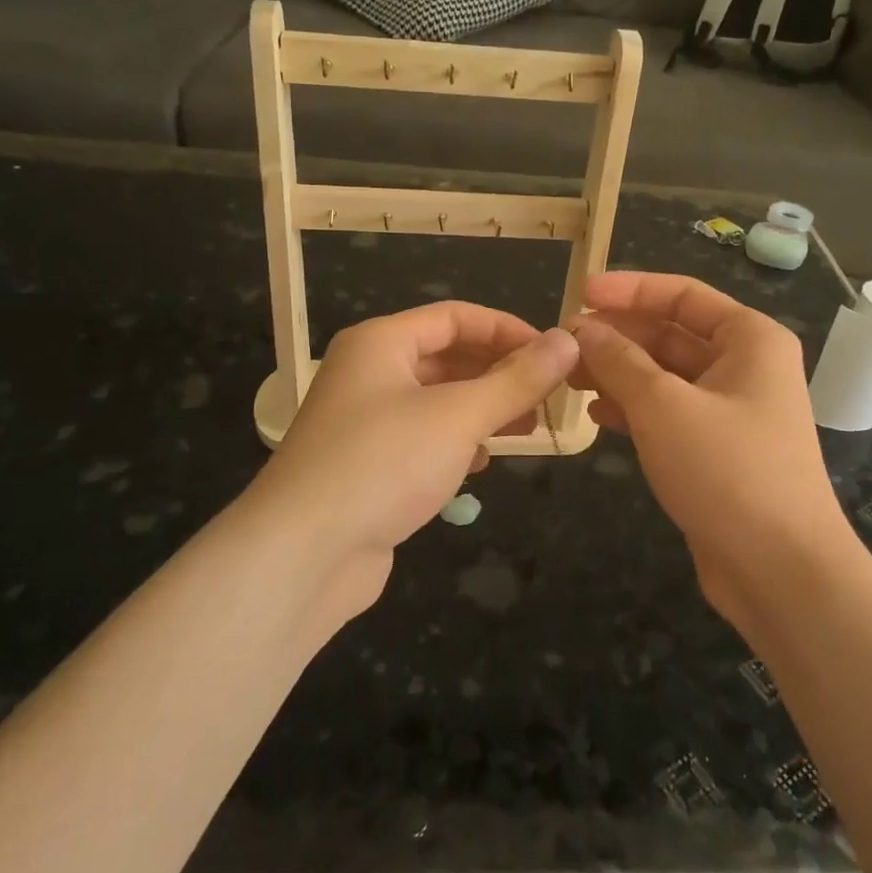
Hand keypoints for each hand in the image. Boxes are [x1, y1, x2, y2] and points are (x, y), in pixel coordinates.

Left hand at [241, 302, 578, 619]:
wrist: (303, 555)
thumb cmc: (383, 464)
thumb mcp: (459, 416)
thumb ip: (516, 380)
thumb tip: (568, 341)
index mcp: (381, 343)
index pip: (456, 317)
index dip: (508, 330)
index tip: (554, 355)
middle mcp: (370, 373)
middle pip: (447, 357)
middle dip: (500, 373)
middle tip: (549, 396)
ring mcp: (366, 422)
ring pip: (438, 401)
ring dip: (484, 409)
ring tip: (528, 427)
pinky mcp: (369, 465)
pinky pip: (424, 438)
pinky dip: (458, 442)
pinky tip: (482, 463)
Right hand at [566, 272, 850, 626]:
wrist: (781, 570)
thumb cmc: (728, 470)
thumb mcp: (664, 406)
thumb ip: (619, 361)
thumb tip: (581, 329)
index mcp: (749, 340)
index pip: (682, 295)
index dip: (629, 290)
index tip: (580, 293)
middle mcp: (744, 367)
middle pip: (671, 335)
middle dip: (618, 337)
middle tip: (565, 343)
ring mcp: (731, 411)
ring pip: (665, 376)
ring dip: (619, 373)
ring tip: (570, 378)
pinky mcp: (716, 451)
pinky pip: (668, 414)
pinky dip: (633, 410)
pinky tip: (597, 416)